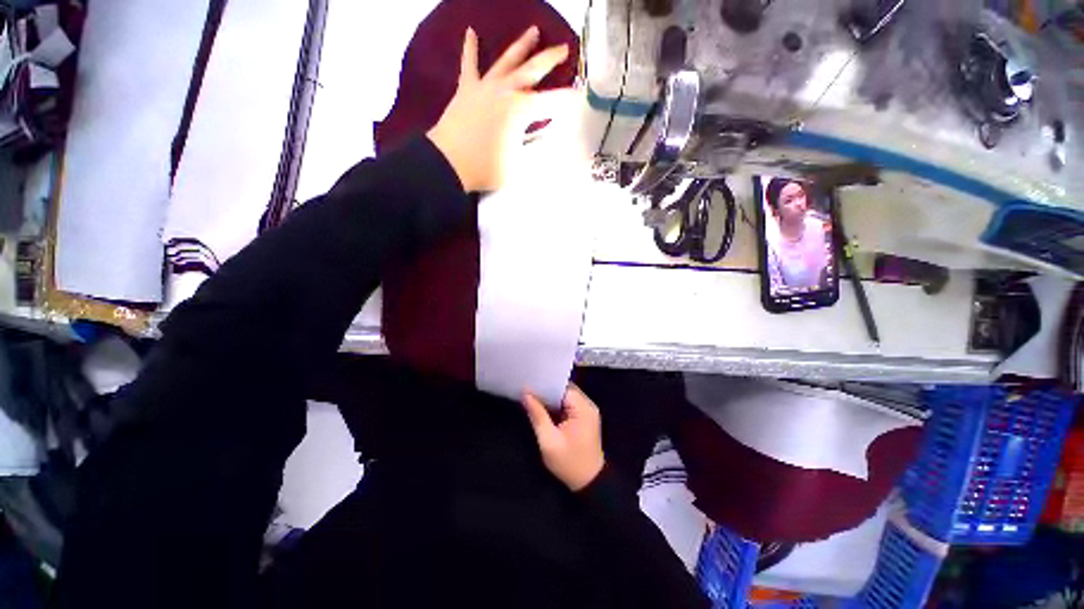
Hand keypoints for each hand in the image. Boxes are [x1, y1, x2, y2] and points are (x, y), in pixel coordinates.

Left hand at [427, 26, 571, 192]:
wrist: (448, 164)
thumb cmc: (487, 168)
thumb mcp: (519, 166)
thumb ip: (535, 151)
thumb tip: (547, 140)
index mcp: (521, 110)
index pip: (551, 102)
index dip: (567, 99)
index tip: (580, 93)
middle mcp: (506, 91)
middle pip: (532, 70)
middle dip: (550, 59)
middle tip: (564, 48)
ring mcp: (485, 87)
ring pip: (506, 60)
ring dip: (522, 45)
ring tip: (533, 30)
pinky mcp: (466, 89)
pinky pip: (469, 65)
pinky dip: (470, 49)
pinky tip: (471, 33)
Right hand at [522, 384, 604, 491]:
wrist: (589, 484)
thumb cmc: (569, 463)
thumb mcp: (549, 441)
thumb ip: (537, 415)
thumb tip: (526, 394)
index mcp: (583, 408)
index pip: (563, 387)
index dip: (545, 384)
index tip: (529, 383)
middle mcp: (588, 405)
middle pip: (564, 390)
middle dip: (546, 390)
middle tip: (526, 388)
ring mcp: (587, 411)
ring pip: (565, 396)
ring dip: (550, 398)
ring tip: (531, 395)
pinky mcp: (584, 418)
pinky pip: (567, 405)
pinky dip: (555, 405)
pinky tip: (542, 407)